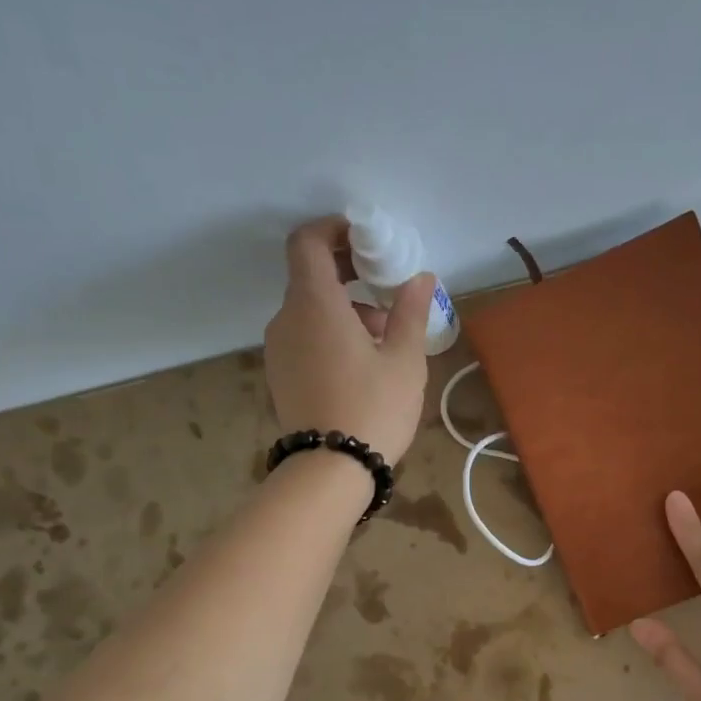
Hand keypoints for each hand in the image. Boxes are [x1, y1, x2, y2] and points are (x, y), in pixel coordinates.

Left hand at [264, 216, 431, 463]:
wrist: (330, 470)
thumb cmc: (374, 408)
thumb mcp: (405, 360)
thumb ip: (411, 312)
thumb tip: (421, 278)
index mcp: (315, 303)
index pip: (307, 242)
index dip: (333, 231)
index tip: (365, 241)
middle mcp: (287, 319)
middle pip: (311, 278)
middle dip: (350, 276)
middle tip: (387, 294)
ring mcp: (278, 349)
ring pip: (309, 312)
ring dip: (344, 312)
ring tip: (384, 342)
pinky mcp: (280, 375)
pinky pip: (303, 338)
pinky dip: (329, 335)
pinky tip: (361, 366)